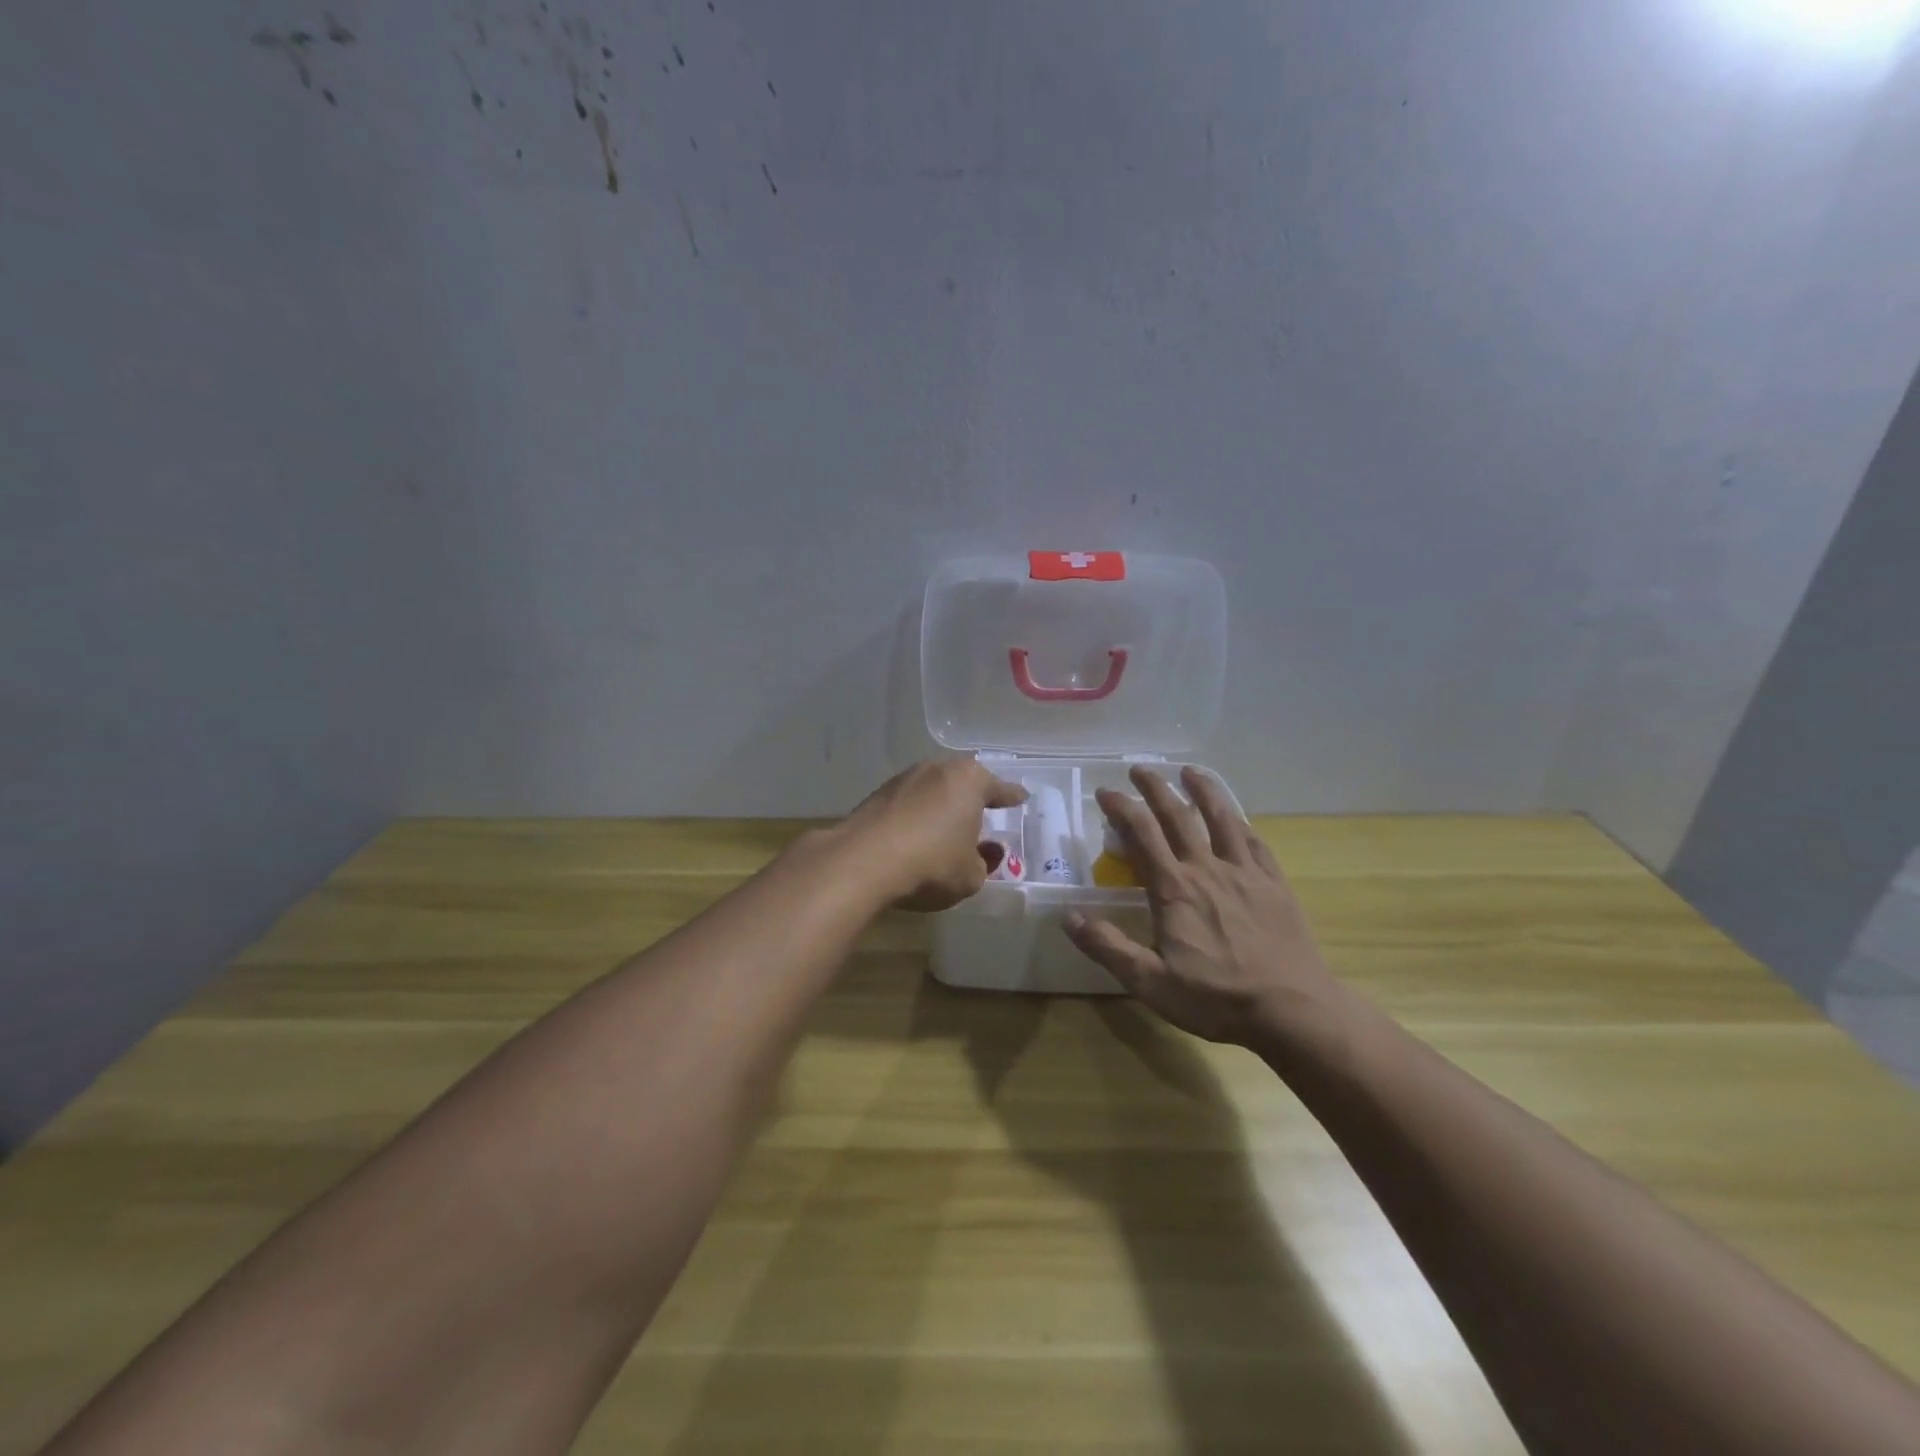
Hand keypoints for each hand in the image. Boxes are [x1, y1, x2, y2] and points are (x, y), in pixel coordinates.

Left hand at [839, 759, 1026, 912]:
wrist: (863, 862)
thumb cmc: (931, 865)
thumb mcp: (971, 876)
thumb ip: (983, 863)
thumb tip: (983, 853)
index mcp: (970, 781)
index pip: (1000, 789)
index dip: (1012, 797)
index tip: (1021, 798)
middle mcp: (938, 769)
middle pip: (964, 782)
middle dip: (973, 798)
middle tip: (982, 815)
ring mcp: (905, 778)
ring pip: (934, 789)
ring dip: (941, 806)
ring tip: (946, 828)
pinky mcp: (878, 794)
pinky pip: (909, 802)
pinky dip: (917, 815)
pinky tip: (916, 835)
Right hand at [1064, 766, 1346, 1049]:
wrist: (1293, 1010)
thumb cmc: (1216, 998)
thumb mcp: (1150, 982)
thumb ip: (1108, 947)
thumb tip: (1069, 916)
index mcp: (1174, 889)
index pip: (1142, 834)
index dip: (1121, 808)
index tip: (1105, 792)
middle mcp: (1207, 869)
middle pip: (1178, 816)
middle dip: (1155, 788)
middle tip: (1139, 769)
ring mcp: (1245, 873)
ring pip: (1222, 818)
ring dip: (1203, 790)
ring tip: (1190, 772)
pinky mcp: (1274, 884)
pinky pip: (1255, 843)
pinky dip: (1242, 823)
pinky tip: (1238, 819)